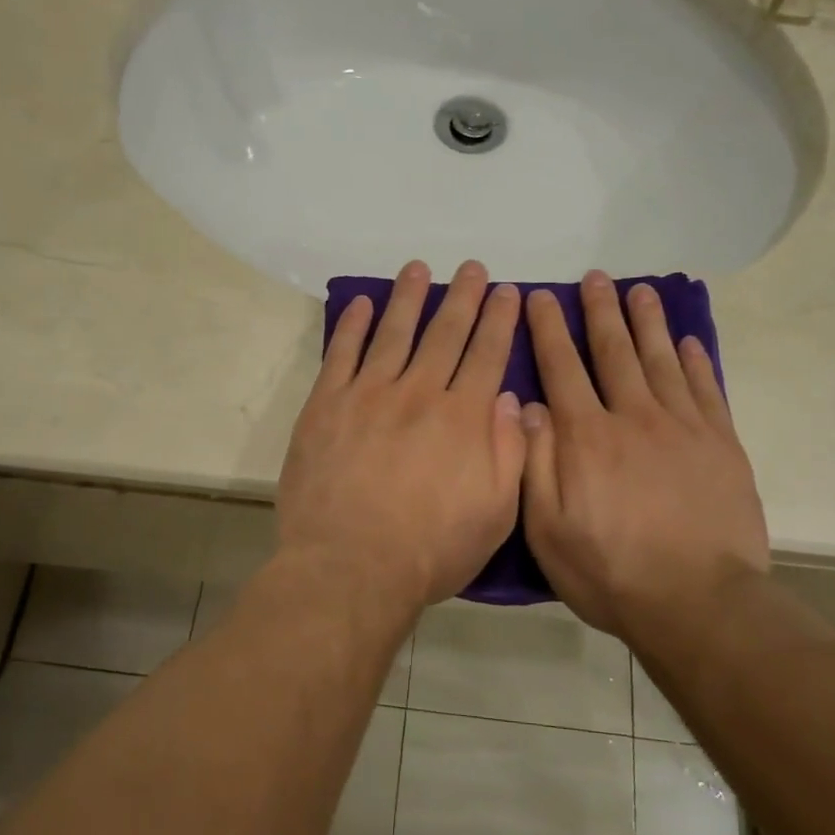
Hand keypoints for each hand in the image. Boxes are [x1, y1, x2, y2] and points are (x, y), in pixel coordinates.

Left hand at [278, 259, 524, 612]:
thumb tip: (508, 399)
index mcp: (463, 417)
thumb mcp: (496, 513)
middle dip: (463, 297)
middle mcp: (419, 393)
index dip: (500, 320)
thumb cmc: (431, 550)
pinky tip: (361, 303)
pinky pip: (341, 354)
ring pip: (394, 332)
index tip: (508, 291)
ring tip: (419, 268)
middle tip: (472, 267)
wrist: (350, 567)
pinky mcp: (326, 405)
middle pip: (446, 333)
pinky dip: (351, 325)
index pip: (488, 355)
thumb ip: (508, 452)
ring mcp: (368, 395)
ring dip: (409, 297)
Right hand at [520, 272, 768, 637]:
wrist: (698, 603)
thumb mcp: (547, 529)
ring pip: (660, 360)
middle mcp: (633, 417)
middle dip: (600, 311)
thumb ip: (534, 462)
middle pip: (614, 351)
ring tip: (640, 290)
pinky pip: (706, 389)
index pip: (562, 368)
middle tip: (595, 277)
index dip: (549, 329)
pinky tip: (688, 340)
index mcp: (586, 437)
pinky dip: (695, 361)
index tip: (540, 297)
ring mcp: (682, 427)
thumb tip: (527, 405)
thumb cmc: (610, 571)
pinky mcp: (721, 444)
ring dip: (647, 322)